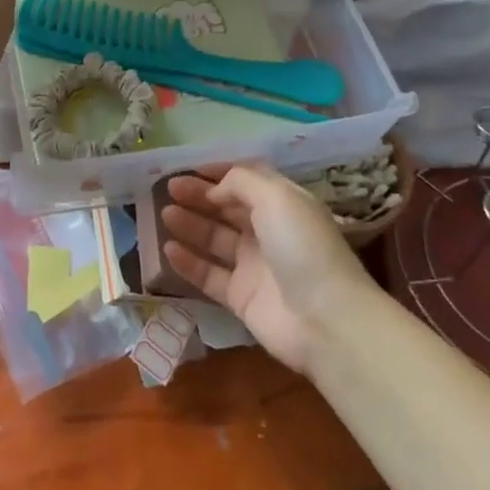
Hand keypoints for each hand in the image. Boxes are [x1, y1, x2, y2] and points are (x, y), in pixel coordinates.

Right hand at [161, 165, 378, 373]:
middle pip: (227, 209)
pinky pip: (209, 275)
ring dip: (190, 225)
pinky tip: (168, 249)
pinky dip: (189, 262)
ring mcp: (254, 266)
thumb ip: (241, 182)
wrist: (326, 320)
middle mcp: (268, 232)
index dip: (219, 173)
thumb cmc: (303, 247)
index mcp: (283, 204)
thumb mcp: (276, 197)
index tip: (189, 168)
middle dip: (199, 196)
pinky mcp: (241, 298)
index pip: (247, 181)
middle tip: (168, 189)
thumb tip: (215, 188)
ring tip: (164, 214)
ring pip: (215, 240)